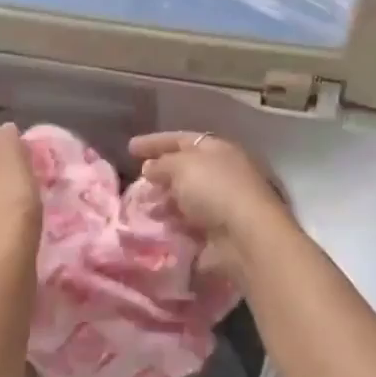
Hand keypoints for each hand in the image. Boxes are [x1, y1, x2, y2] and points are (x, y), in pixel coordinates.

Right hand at [129, 132, 293, 274]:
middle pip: (185, 170)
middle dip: (159, 175)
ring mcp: (222, 204)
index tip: (130, 148)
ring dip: (163, 202)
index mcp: (218, 149)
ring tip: (142, 209)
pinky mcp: (218, 232)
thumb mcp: (182, 166)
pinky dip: (172, 223)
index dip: (155, 142)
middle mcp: (222, 173)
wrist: (246, 237)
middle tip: (136, 183)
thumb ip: (162, 163)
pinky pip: (188, 223)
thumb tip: (150, 167)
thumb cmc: (215, 190)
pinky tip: (156, 228)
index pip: (182, 139)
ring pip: (185, 198)